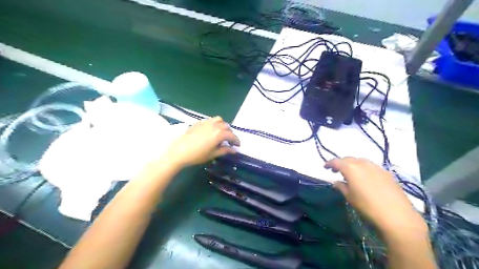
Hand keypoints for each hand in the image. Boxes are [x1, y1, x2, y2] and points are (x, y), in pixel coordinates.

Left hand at [163, 116, 241, 168]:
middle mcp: (214, 125)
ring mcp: (206, 122)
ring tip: (221, 133)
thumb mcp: (213, 154)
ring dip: (223, 126)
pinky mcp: (199, 122)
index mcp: (219, 134)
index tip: (238, 146)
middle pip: (227, 127)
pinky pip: (210, 120)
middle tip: (230, 141)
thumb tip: (234, 150)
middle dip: (230, 134)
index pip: (232, 136)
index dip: (237, 141)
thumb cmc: (197, 155)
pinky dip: (215, 124)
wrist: (179, 151)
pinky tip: (211, 131)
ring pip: (219, 120)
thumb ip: (225, 150)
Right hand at [326, 158, 426, 234]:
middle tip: (336, 170)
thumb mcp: (349, 197)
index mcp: (350, 168)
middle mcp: (362, 163)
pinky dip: (364, 169)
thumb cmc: (367, 206)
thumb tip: (337, 182)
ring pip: (360, 161)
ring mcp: (376, 166)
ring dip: (353, 165)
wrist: (397, 215)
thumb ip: (341, 186)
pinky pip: (370, 166)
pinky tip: (365, 178)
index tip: (325, 167)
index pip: (336, 161)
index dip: (329, 163)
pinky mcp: (386, 172)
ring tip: (350, 173)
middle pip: (348, 159)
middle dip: (341, 163)